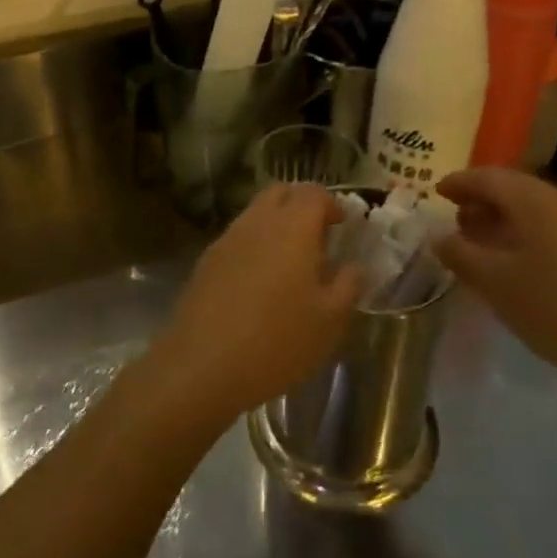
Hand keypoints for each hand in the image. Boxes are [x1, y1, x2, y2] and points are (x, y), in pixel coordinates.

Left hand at [146, 184, 360, 430]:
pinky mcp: (206, 260)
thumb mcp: (329, 320)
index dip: (331, 204)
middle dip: (301, 204)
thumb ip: (348, 286)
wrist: (203, 364)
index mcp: (292, 228)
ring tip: (291, 262)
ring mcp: (227, 239)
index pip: (313, 193)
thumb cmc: (278, 341)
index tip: (342, 226)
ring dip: (276, 224)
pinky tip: (260, 281)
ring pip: (255, 213)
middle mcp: (257, 223)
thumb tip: (353, 266)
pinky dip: (254, 244)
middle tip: (318, 236)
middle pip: (280, 192)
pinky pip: (237, 237)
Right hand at [432, 168, 556, 391]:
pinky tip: (512, 260)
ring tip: (477, 240)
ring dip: (501, 217)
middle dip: (481, 199)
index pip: (489, 178)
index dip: (460, 182)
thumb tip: (439, 237)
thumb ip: (459, 254)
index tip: (436, 192)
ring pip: (533, 209)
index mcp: (536, 202)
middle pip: (514, 188)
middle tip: (454, 217)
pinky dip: (523, 233)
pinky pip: (550, 227)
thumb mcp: (494, 282)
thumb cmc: (553, 308)